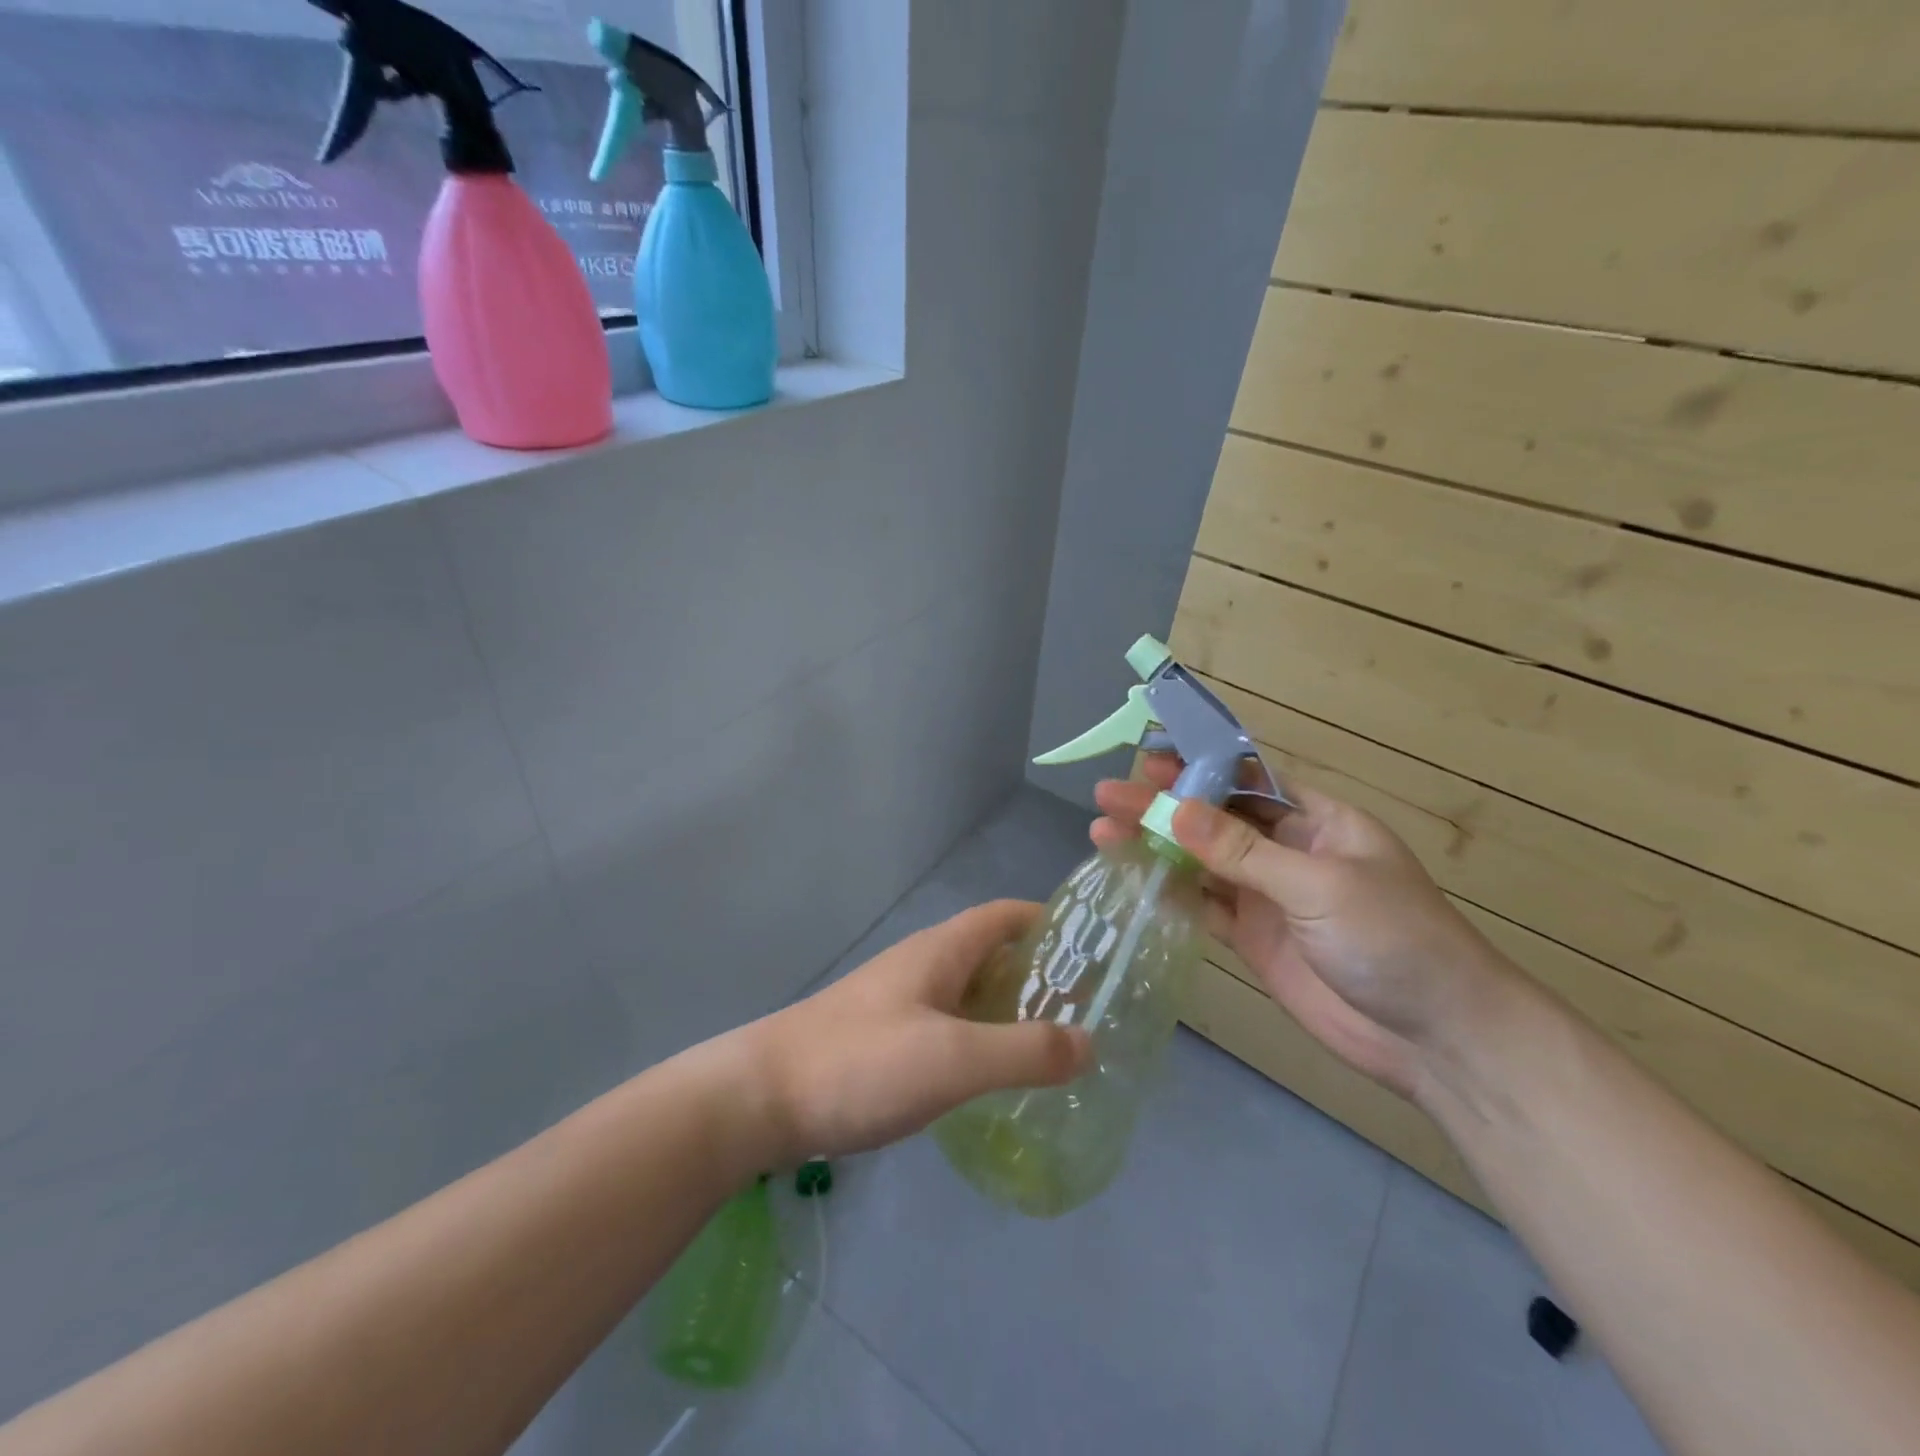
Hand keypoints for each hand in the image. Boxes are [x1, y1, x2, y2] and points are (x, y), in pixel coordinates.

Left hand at [738, 901, 1091, 1161]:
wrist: (762, 1098)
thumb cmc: (861, 1063)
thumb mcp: (953, 1058)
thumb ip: (1025, 1050)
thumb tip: (1090, 1041)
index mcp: (941, 951)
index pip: (1005, 915)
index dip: (1049, 922)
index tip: (1094, 951)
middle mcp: (923, 965)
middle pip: (992, 954)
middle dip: (1039, 974)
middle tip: (1088, 1011)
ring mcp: (900, 1002)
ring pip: (970, 993)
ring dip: (1010, 1010)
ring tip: (1055, 1047)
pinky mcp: (885, 1038)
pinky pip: (949, 1026)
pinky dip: (981, 1039)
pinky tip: (994, 1077)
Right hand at [1093, 758, 1511, 1096]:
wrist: (1435, 1039)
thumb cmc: (1393, 939)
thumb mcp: (1319, 884)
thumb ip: (1242, 851)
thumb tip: (1174, 810)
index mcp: (1317, 821)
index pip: (1248, 780)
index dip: (1199, 767)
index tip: (1149, 759)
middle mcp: (1287, 851)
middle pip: (1214, 820)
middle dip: (1162, 806)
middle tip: (1107, 797)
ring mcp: (1268, 897)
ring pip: (1201, 863)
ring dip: (1156, 848)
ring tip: (1103, 833)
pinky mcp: (1253, 939)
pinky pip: (1204, 907)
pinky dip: (1170, 894)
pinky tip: (1133, 880)